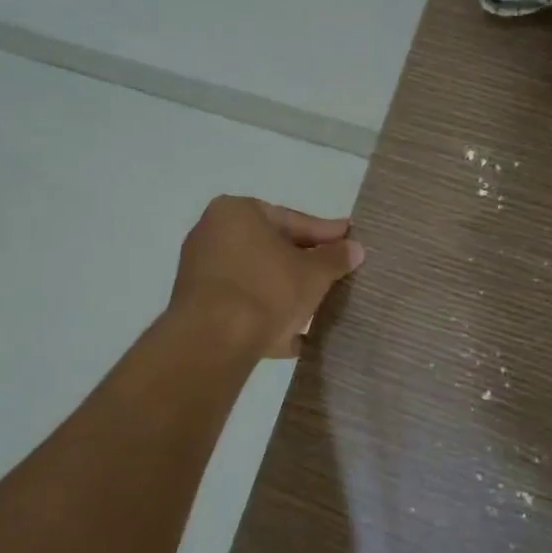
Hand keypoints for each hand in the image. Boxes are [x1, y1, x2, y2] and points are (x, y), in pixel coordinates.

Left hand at [170, 197, 365, 358]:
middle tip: (334, 272)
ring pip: (256, 279)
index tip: (348, 240)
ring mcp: (200, 271)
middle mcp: (212, 233)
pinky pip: (240, 306)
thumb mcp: (313, 273)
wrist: (213, 340)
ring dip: (285, 292)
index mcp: (237, 212)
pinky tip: (293, 337)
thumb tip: (355, 249)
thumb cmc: (266, 290)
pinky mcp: (196, 306)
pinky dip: (265, 316)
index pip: (291, 220)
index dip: (325, 233)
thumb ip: (335, 258)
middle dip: (303, 264)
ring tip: (318, 307)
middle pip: (270, 248)